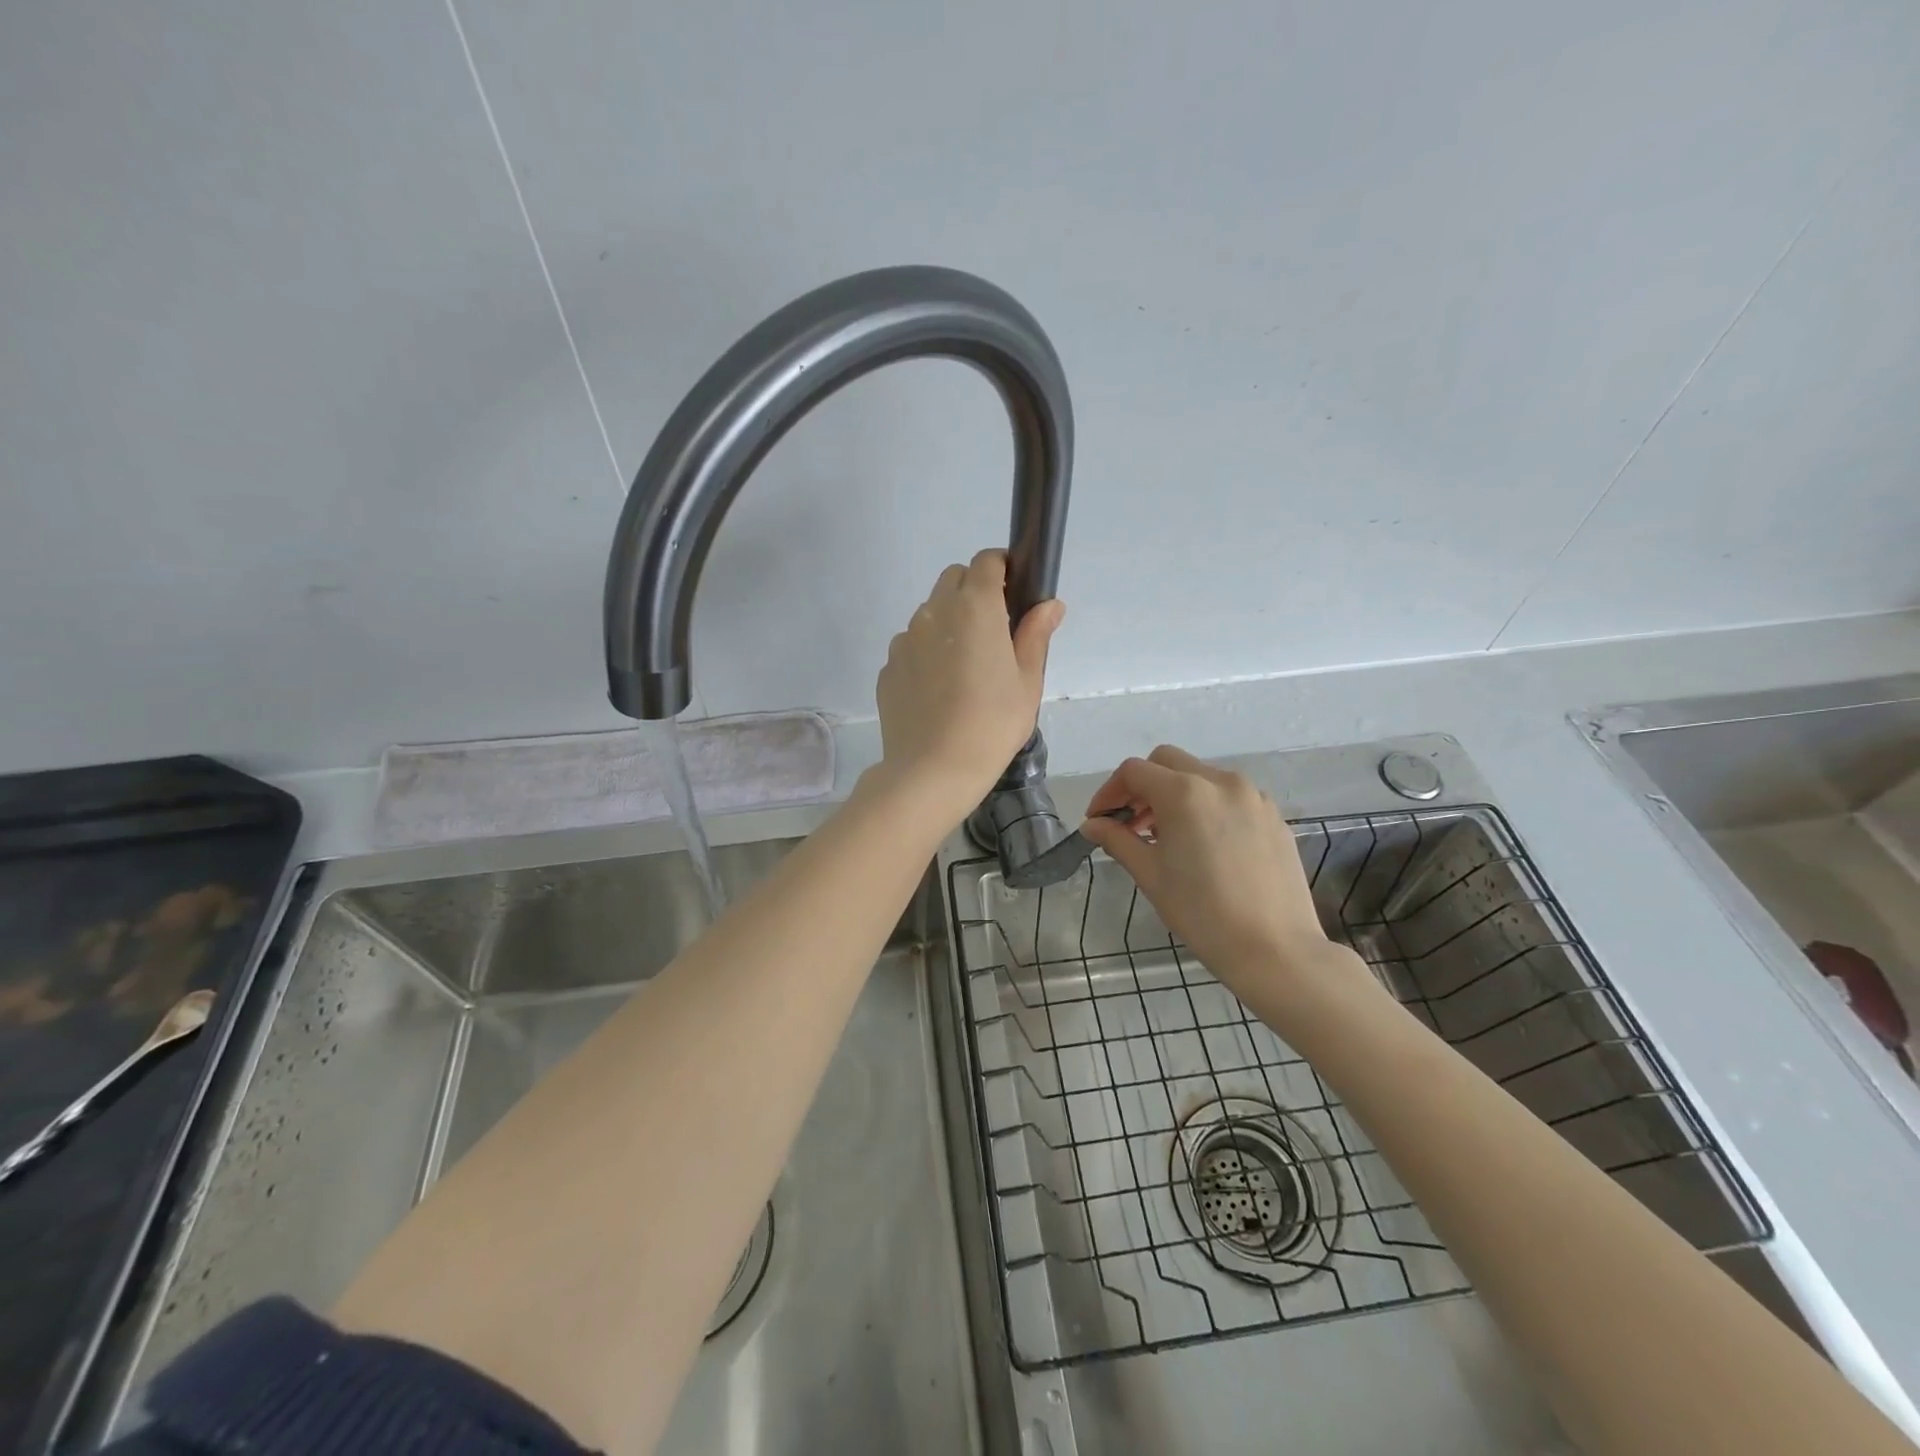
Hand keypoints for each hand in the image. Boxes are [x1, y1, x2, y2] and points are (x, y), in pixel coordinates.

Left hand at [874, 549, 1063, 820]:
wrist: (932, 770)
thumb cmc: (992, 723)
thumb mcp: (1027, 681)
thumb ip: (1035, 634)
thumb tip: (1050, 604)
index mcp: (973, 608)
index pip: (986, 561)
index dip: (1002, 568)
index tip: (1014, 593)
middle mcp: (933, 612)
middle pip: (953, 579)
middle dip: (974, 591)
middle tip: (993, 632)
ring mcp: (904, 640)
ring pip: (929, 613)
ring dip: (948, 622)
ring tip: (964, 668)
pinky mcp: (887, 667)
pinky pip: (911, 646)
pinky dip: (926, 653)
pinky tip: (939, 691)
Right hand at [1080, 745, 1376, 1017]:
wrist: (1275, 950)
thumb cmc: (1202, 913)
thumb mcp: (1150, 874)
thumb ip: (1117, 840)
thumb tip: (1092, 825)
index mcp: (1185, 792)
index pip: (1133, 771)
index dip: (1108, 792)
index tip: (1099, 820)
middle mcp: (1220, 781)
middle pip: (1167, 762)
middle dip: (1141, 786)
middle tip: (1129, 823)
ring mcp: (1253, 796)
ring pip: (1200, 776)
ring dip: (1174, 794)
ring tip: (1165, 836)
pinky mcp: (1273, 815)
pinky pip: (1229, 796)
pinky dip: (1206, 806)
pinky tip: (1203, 844)